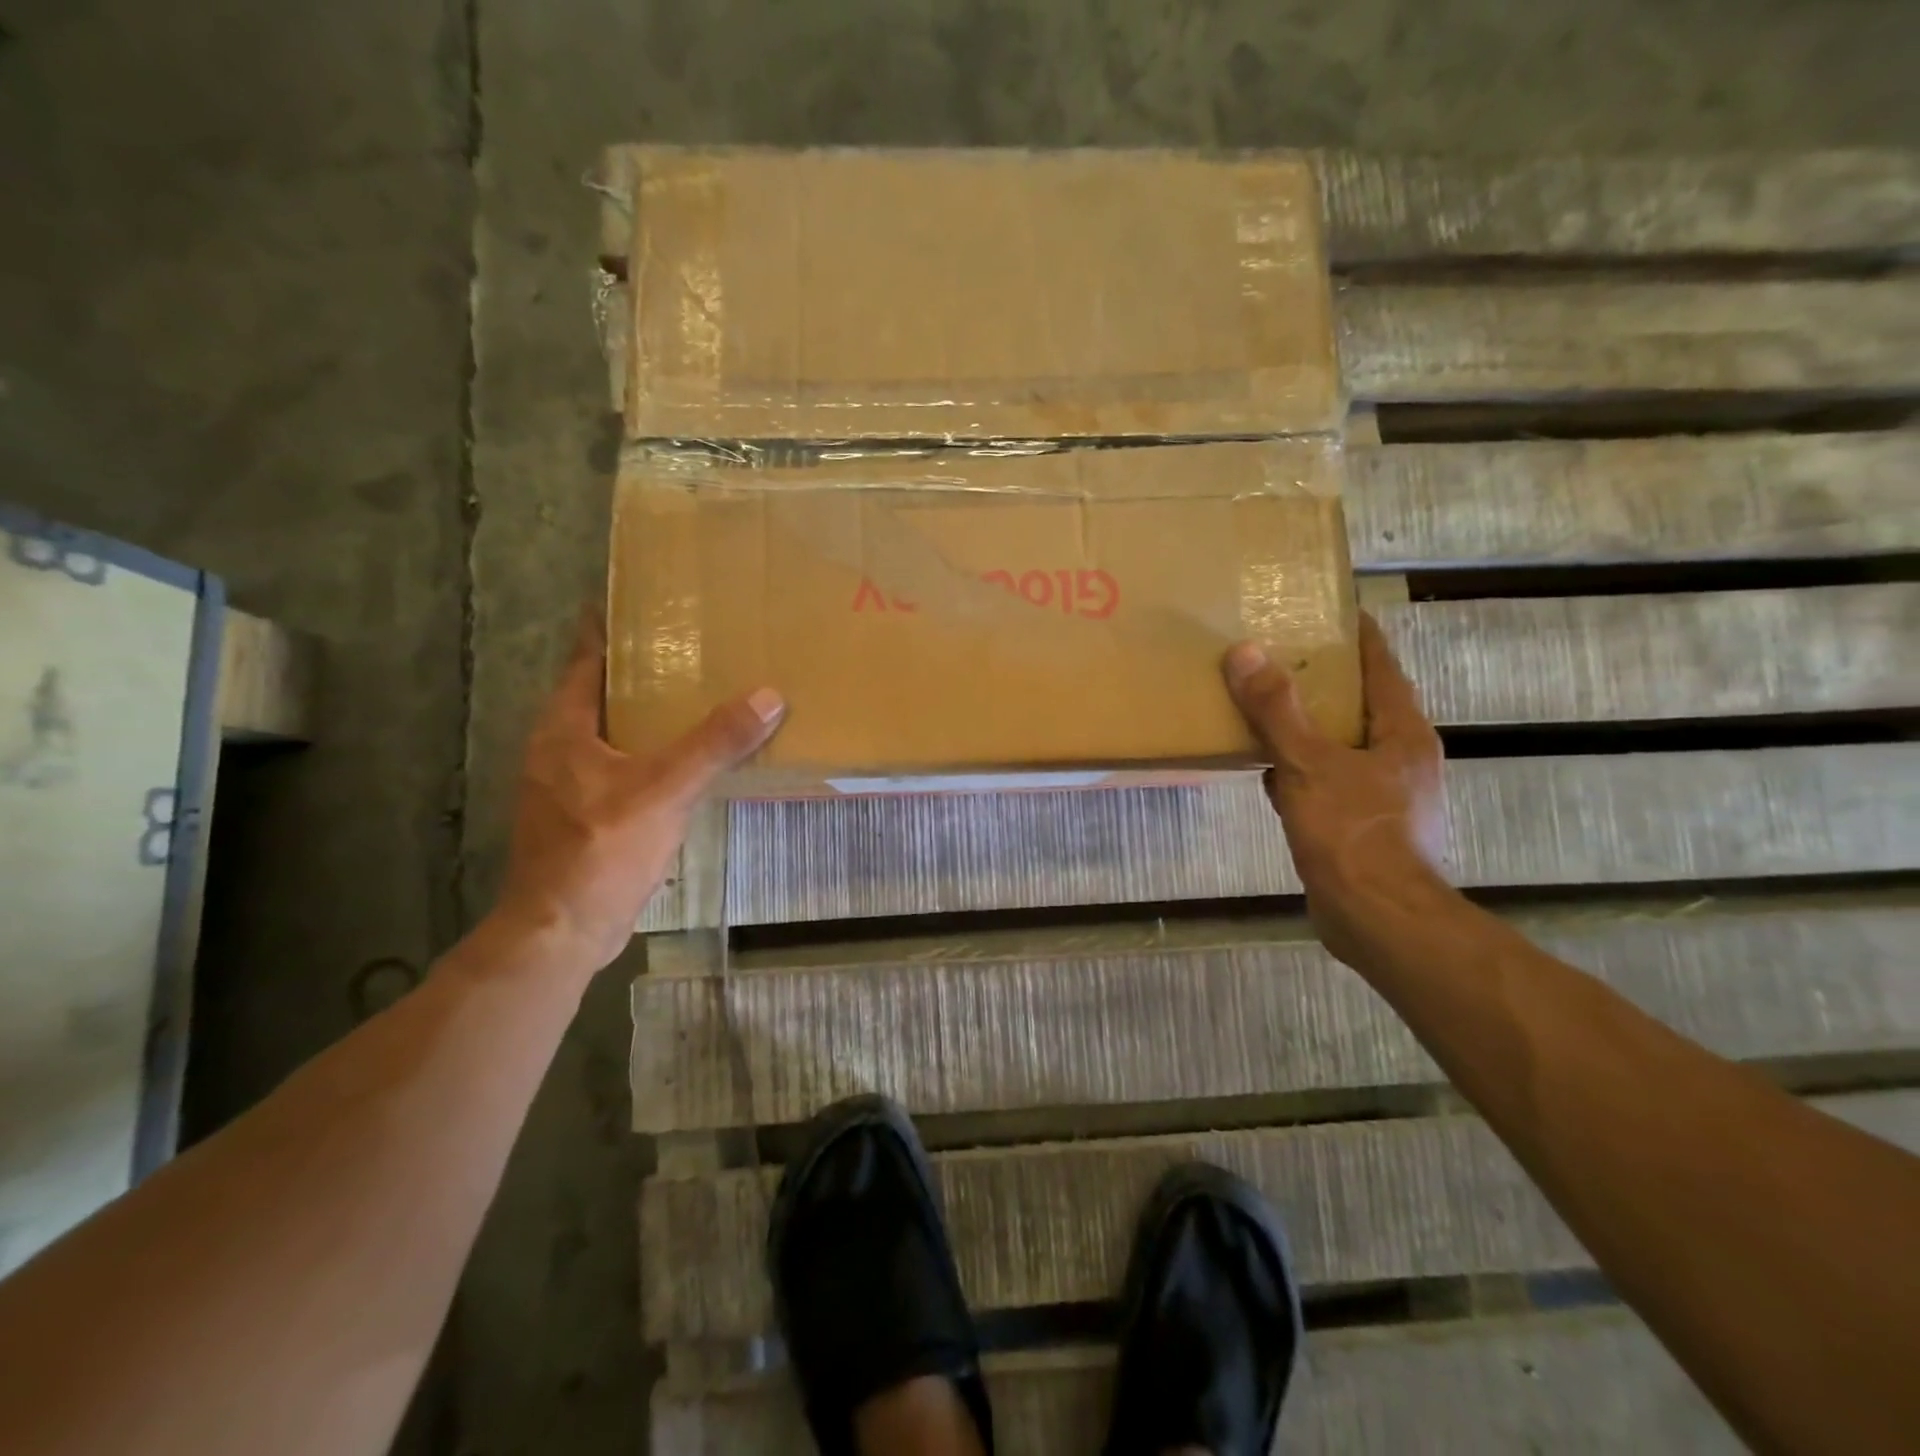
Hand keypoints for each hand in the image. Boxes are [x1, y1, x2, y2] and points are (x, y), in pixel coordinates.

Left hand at [495, 612, 784, 974]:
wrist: (562, 930)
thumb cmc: (602, 850)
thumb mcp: (665, 791)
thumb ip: (715, 743)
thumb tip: (769, 696)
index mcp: (564, 728)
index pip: (586, 658)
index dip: (609, 626)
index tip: (639, 597)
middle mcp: (558, 747)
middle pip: (600, 691)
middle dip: (639, 667)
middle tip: (689, 642)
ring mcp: (568, 783)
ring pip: (611, 731)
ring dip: (646, 712)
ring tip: (694, 694)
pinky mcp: (584, 813)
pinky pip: (620, 764)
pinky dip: (649, 751)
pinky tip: (683, 758)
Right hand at [1223, 613, 1450, 966]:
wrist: (1378, 920)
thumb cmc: (1353, 833)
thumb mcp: (1308, 764)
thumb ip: (1277, 710)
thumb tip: (1245, 652)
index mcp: (1402, 732)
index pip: (1380, 664)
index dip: (1354, 633)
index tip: (1324, 607)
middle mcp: (1400, 757)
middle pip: (1358, 703)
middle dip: (1322, 680)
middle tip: (1277, 655)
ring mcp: (1383, 794)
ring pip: (1339, 744)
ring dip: (1306, 727)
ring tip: (1264, 708)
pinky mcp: (1361, 825)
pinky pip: (1325, 781)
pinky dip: (1298, 771)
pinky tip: (1266, 772)